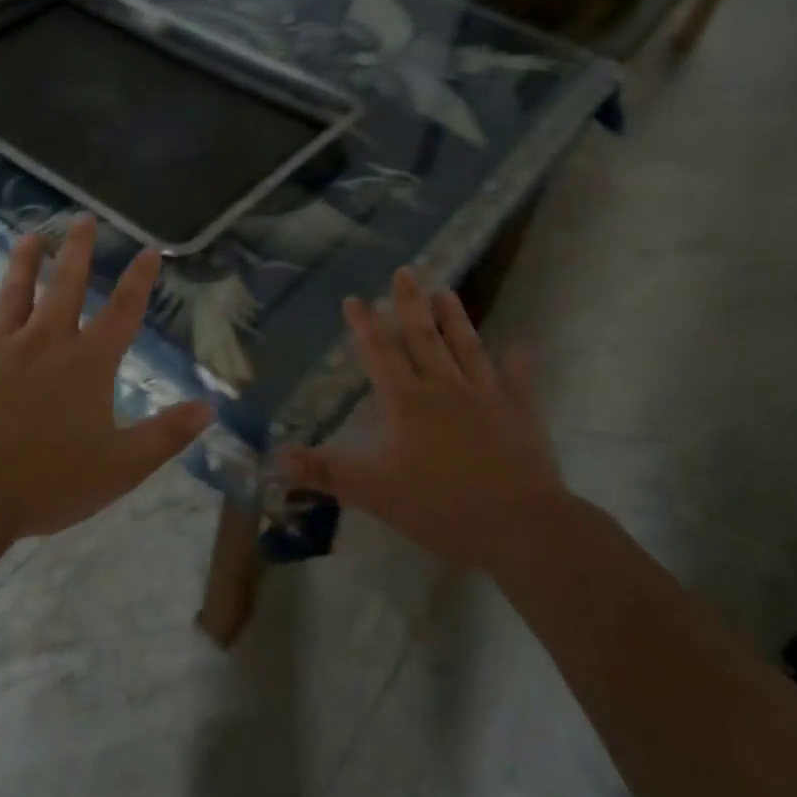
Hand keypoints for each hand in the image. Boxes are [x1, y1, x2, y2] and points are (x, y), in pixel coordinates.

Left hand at [0, 216, 213, 547]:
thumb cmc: (48, 482)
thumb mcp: (121, 467)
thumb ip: (166, 435)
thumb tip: (209, 407)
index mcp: (86, 363)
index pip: (122, 311)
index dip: (139, 280)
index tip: (149, 250)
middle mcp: (44, 342)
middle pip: (65, 286)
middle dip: (77, 250)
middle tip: (82, 218)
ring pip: (13, 294)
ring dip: (23, 263)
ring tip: (30, 236)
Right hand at [282, 267, 569, 572]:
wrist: (518, 524)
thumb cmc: (439, 505)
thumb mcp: (372, 492)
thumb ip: (325, 471)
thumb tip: (276, 456)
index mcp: (407, 402)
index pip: (380, 354)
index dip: (364, 326)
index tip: (354, 298)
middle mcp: (444, 388)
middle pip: (423, 338)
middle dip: (409, 304)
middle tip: (405, 272)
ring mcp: (486, 396)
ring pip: (466, 348)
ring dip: (454, 319)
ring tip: (446, 291)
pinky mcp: (519, 414)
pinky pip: (517, 382)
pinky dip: (517, 364)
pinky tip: (520, 348)